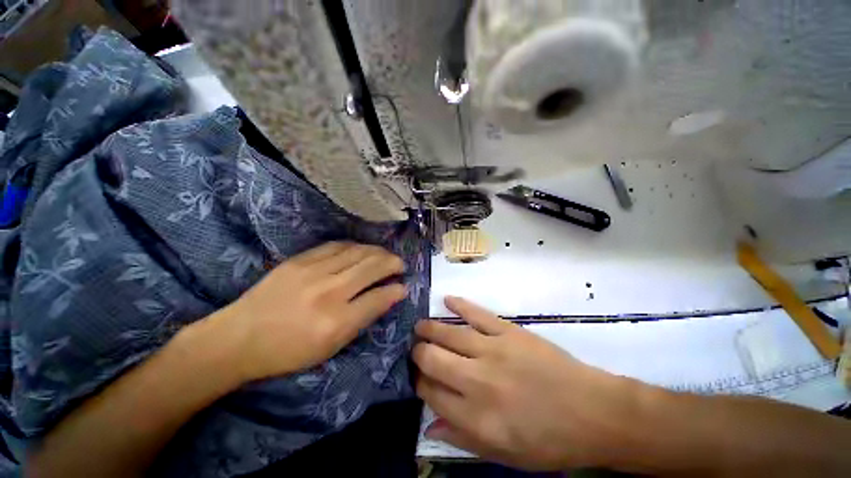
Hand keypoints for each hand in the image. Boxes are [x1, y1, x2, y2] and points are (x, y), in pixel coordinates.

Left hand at [218, 242, 406, 381]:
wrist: (239, 338)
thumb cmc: (288, 351)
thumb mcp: (331, 347)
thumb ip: (363, 319)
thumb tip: (389, 297)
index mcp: (336, 322)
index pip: (378, 298)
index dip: (396, 290)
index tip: (404, 286)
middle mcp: (328, 292)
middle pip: (371, 267)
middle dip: (392, 263)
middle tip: (400, 265)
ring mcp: (312, 271)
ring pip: (357, 252)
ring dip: (377, 252)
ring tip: (385, 255)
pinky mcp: (299, 260)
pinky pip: (336, 246)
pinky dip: (355, 246)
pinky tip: (361, 249)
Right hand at [413, 297, 643, 470]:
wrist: (593, 412)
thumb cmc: (549, 441)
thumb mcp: (505, 455)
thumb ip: (462, 438)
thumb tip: (429, 425)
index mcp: (476, 417)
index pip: (431, 393)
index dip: (419, 383)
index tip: (418, 377)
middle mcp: (478, 381)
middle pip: (432, 359)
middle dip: (418, 353)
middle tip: (416, 350)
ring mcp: (493, 350)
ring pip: (449, 333)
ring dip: (429, 328)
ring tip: (420, 327)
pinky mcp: (508, 331)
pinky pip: (477, 313)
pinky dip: (459, 304)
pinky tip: (446, 299)